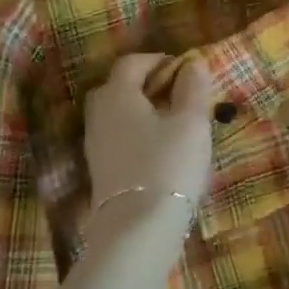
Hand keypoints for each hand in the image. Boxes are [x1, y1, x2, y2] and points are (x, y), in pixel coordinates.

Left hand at [83, 54, 213, 237]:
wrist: (138, 228)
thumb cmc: (168, 164)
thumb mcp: (191, 122)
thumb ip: (193, 88)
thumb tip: (192, 64)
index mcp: (118, 95)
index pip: (131, 63)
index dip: (158, 60)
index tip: (184, 69)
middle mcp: (98, 115)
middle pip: (117, 87)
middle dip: (146, 84)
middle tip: (177, 93)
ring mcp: (95, 145)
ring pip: (117, 114)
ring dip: (142, 110)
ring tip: (174, 122)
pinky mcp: (101, 170)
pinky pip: (118, 137)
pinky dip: (137, 133)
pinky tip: (161, 149)